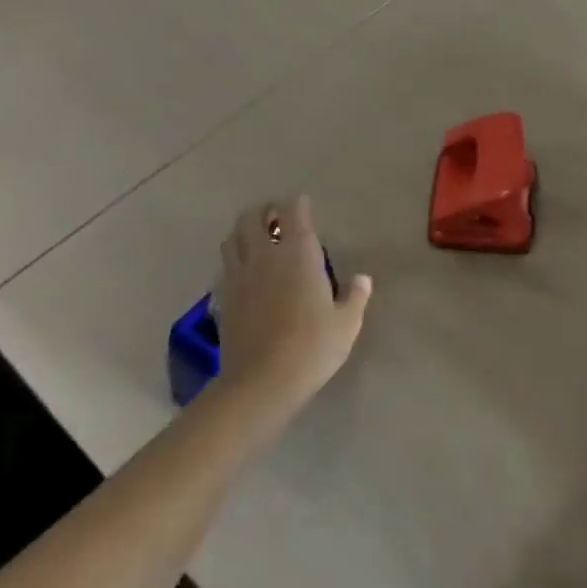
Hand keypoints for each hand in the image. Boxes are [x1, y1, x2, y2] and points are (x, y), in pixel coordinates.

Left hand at [213, 195, 373, 423]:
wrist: (262, 382)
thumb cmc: (312, 348)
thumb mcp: (346, 324)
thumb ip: (355, 296)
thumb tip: (362, 279)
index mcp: (298, 254)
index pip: (294, 213)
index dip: (299, 205)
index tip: (304, 205)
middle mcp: (265, 256)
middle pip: (253, 217)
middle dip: (265, 211)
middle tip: (276, 217)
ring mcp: (240, 276)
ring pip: (232, 238)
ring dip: (244, 231)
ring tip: (256, 238)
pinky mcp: (224, 297)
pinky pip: (225, 266)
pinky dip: (234, 259)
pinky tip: (244, 272)